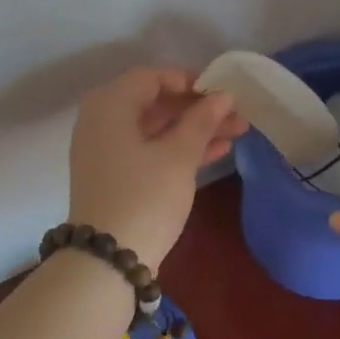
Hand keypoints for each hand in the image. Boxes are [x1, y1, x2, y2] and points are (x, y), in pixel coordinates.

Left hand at [68, 67, 245, 269]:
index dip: (190, 80)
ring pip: (157, 128)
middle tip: (237, 113)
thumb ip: (202, 120)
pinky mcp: (115, 175)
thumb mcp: (179, 156)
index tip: (223, 91)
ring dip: (195, 128)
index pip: (153, 77)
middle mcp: (102, 120)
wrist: (107, 261)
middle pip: (156, 102)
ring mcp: (106, 150)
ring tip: (238, 131)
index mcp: (110, 104)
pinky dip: (179, 148)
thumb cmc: (144, 196)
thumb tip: (224, 96)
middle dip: (198, 107)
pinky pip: (150, 149)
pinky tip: (219, 151)